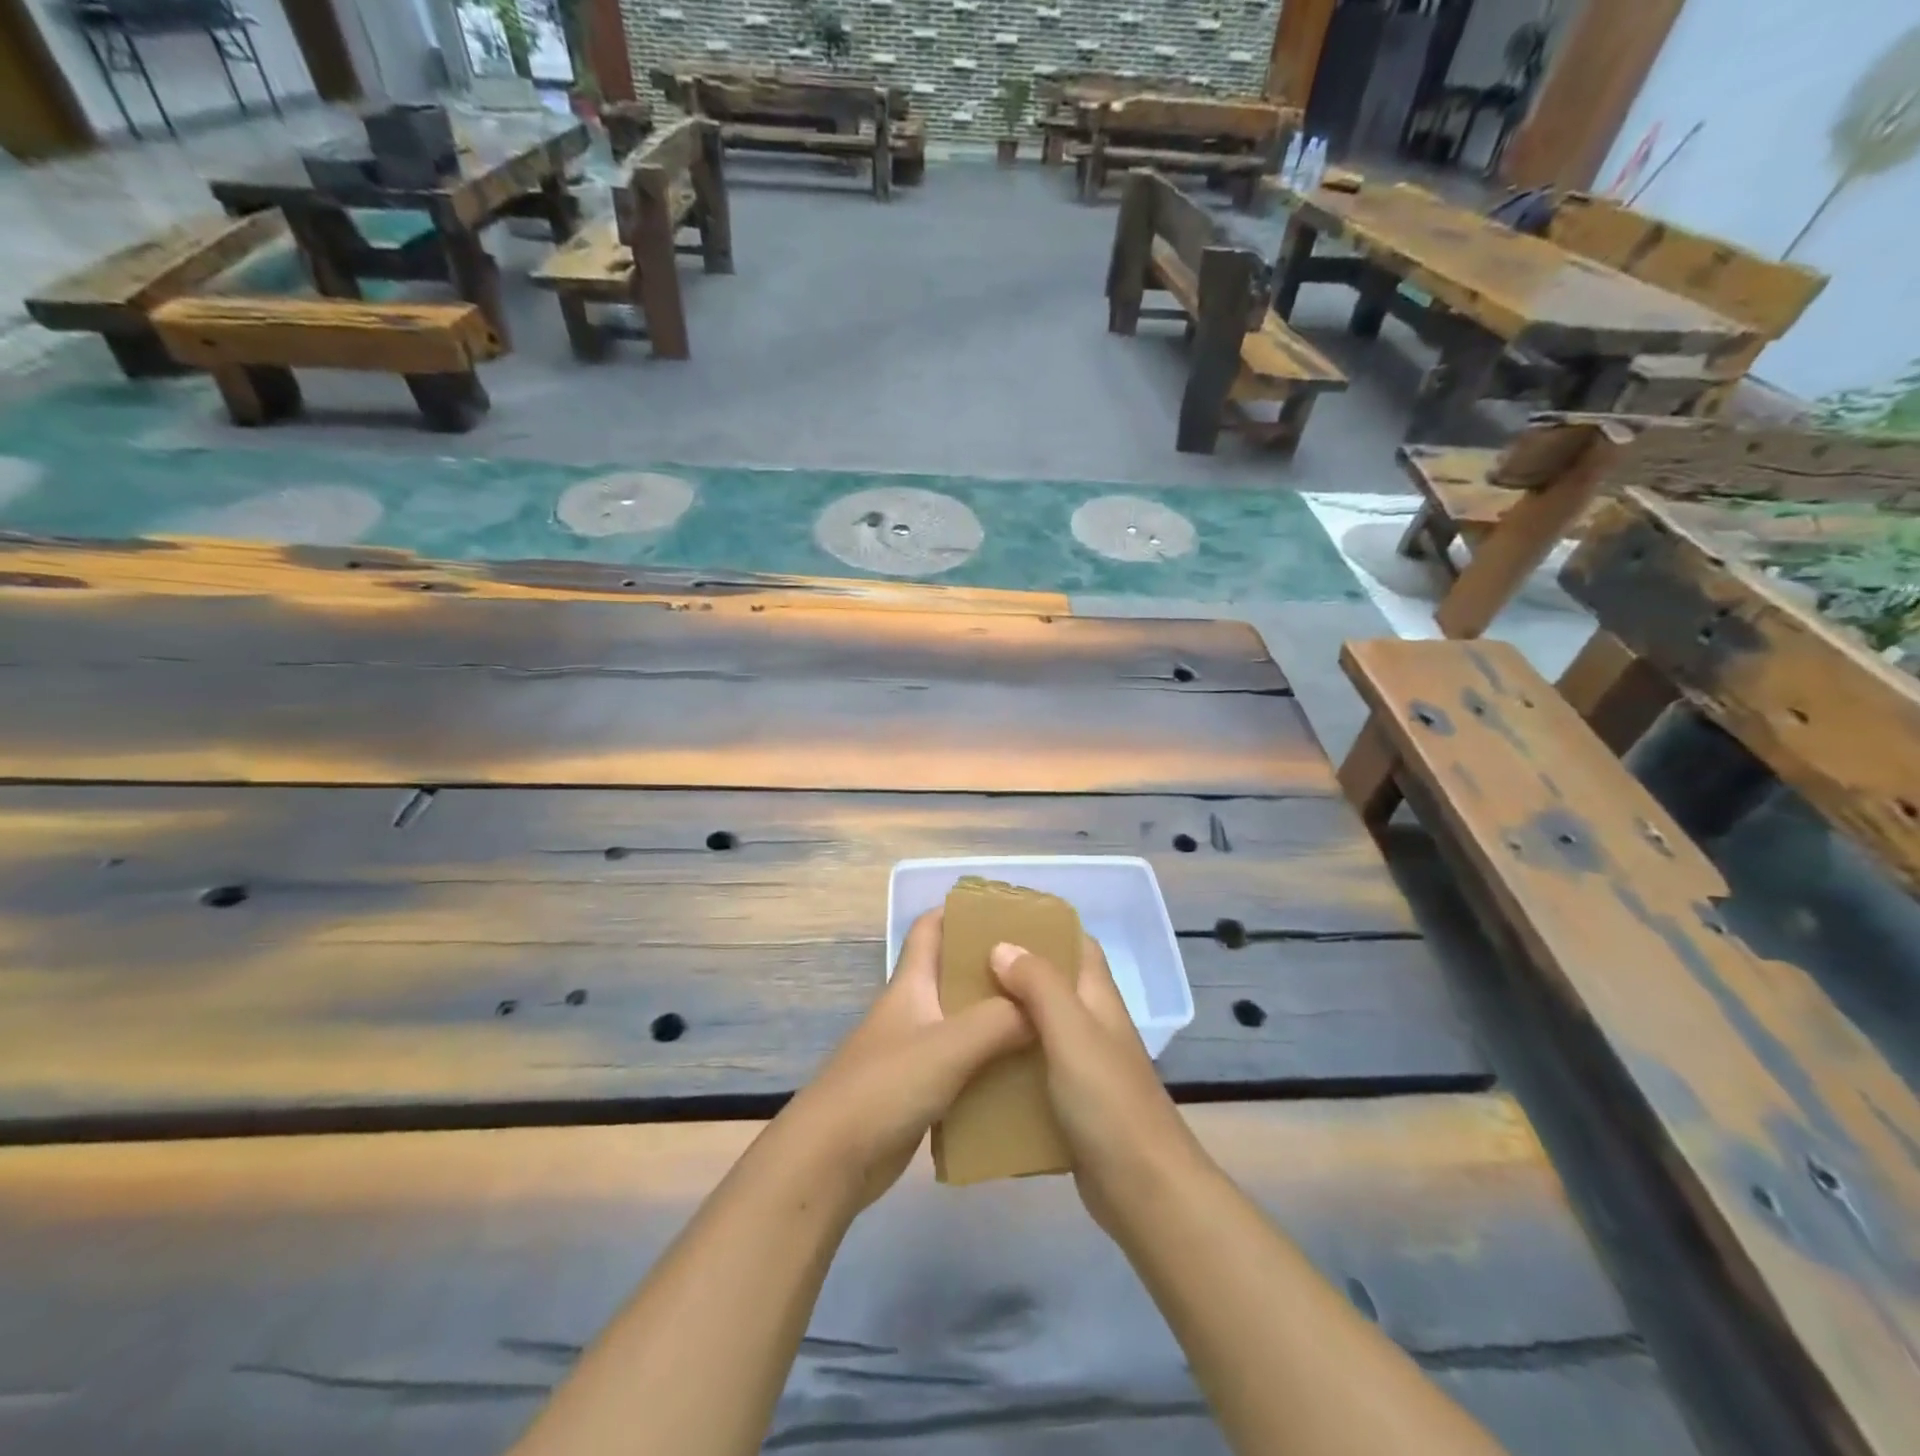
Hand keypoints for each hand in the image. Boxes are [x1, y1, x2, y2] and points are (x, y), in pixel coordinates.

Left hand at [773, 908, 1032, 1212]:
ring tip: (1049, 1021)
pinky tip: (1026, 1074)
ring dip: (999, 1019)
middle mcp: (914, 1010)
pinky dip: (992, 1064)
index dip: (962, 912)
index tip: (1010, 912)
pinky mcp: (921, 1092)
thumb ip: (999, 1022)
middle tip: (1047, 973)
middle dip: (996, 969)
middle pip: (956, 975)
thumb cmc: (885, 1087)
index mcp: (911, 984)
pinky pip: (965, 1066)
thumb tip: (1045, 1007)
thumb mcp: (948, 1046)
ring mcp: (915, 1052)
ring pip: (964, 1023)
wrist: (831, 1161)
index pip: (931, 927)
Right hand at [988, 938, 1207, 1234]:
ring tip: (958, 1011)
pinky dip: (1008, 1062)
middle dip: (1012, 971)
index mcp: (1097, 998)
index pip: (1076, 943)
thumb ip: (1040, 985)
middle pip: (1052, 984)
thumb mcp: (1071, 1032)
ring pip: (1038, 1027)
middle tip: (963, 967)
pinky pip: (1033, 1069)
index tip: (997, 920)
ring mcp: (1082, 1066)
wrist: (1142, 1189)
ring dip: (1006, 1018)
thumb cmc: (1108, 1100)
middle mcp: (1091, 1025)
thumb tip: (1002, 946)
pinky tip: (973, 1066)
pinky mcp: (1070, 1103)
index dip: (1044, 926)